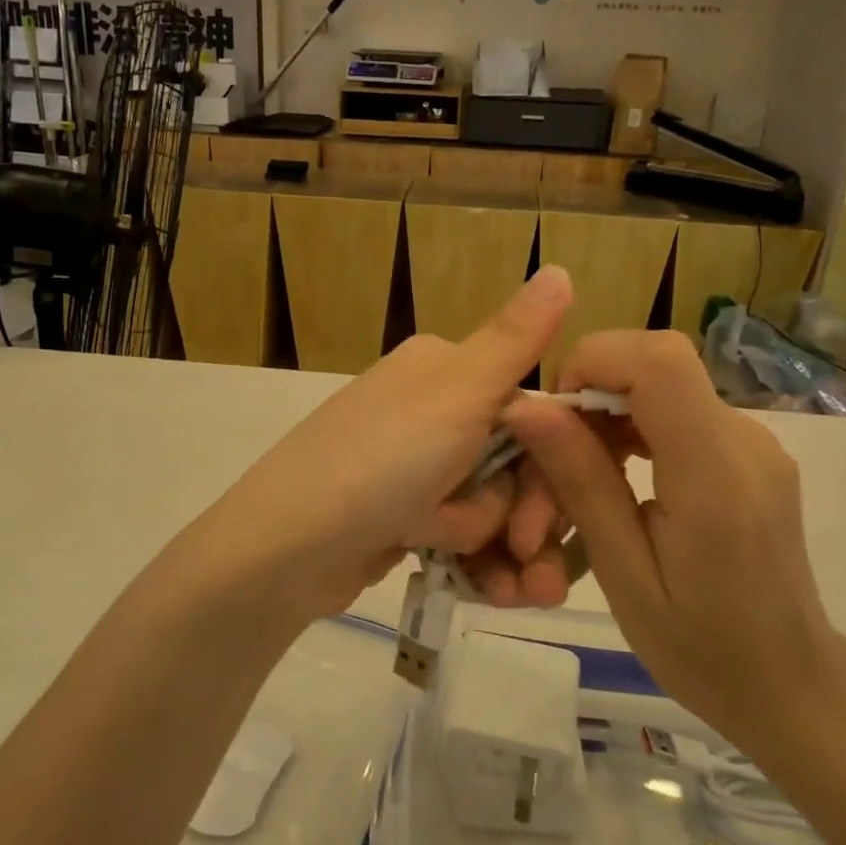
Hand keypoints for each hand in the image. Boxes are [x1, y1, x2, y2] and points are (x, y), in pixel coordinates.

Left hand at [187, 266, 575, 621]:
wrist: (285, 549)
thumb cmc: (380, 463)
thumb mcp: (457, 394)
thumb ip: (516, 338)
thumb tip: (560, 268)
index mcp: (445, 368)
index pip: (530, 412)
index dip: (549, 471)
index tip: (544, 522)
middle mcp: (431, 409)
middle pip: (514, 464)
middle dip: (514, 516)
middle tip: (513, 554)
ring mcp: (413, 463)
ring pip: (491, 504)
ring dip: (486, 540)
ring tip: (462, 565)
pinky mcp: (401, 512)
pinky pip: (459, 531)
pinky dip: (465, 556)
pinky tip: (458, 576)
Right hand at [502, 330, 840, 745]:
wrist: (792, 685)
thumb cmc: (702, 648)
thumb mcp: (624, 573)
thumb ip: (582, 480)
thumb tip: (528, 407)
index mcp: (715, 474)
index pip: (658, 360)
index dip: (594, 361)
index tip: (554, 416)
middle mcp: (744, 439)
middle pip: (655, 364)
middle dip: (589, 393)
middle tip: (554, 461)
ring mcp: (754, 441)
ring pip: (661, 384)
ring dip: (606, 413)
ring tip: (580, 478)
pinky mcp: (749, 450)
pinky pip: (678, 409)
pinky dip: (633, 426)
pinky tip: (617, 477)